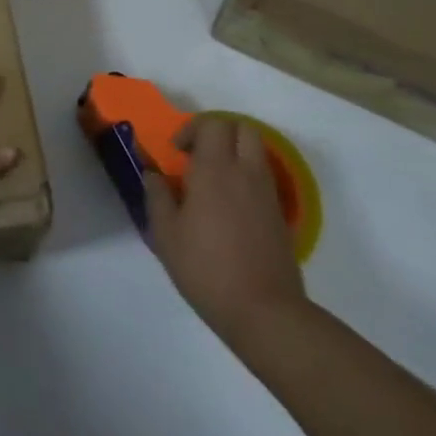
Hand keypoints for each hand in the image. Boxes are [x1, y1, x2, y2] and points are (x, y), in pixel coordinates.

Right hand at [145, 117, 307, 348]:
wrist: (265, 311)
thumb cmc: (206, 269)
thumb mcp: (166, 235)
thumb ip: (157, 197)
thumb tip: (154, 175)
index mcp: (215, 170)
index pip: (213, 124)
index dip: (192, 129)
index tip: (176, 153)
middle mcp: (245, 173)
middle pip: (243, 128)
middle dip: (220, 133)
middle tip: (198, 157)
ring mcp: (268, 193)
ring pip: (257, 152)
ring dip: (235, 154)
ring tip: (212, 182)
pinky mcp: (281, 215)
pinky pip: (264, 179)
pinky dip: (247, 178)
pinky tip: (229, 208)